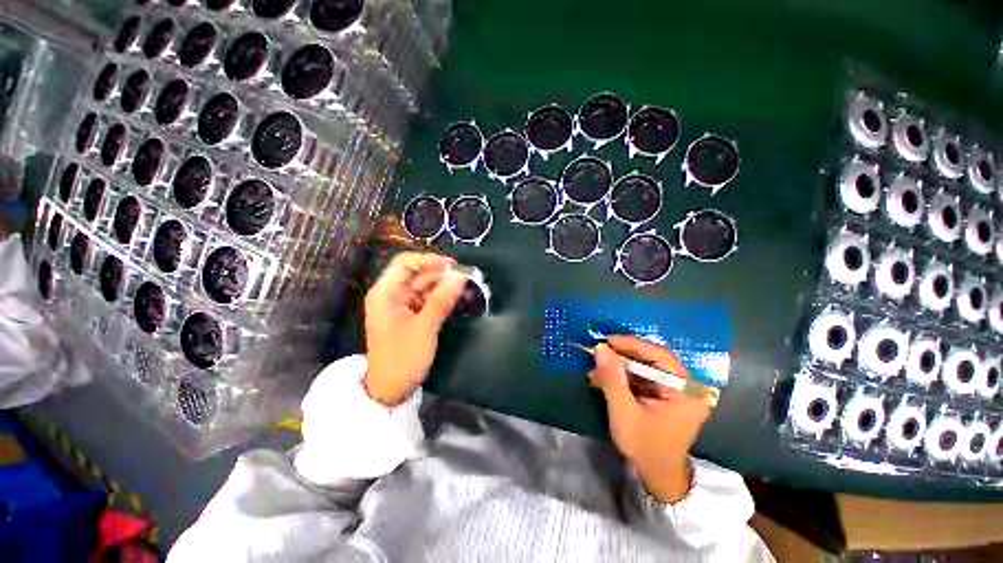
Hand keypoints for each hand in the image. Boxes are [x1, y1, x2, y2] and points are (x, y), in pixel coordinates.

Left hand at [364, 252, 466, 405]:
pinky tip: (455, 300)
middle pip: (417, 274)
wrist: (390, 390)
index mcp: (386, 292)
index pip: (406, 263)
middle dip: (440, 275)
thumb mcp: (425, 327)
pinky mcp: (409, 316)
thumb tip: (461, 276)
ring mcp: (400, 305)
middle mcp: (391, 294)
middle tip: (465, 279)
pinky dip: (440, 298)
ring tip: (465, 289)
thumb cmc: (403, 357)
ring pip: (424, 287)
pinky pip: (426, 300)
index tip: (453, 266)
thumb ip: (443, 299)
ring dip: (443, 287)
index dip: (429, 260)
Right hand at [589, 336, 712, 503]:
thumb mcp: (625, 413)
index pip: (660, 356)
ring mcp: (676, 390)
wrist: (657, 476)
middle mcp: (685, 386)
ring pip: (645, 366)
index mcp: (686, 391)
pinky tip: (604, 378)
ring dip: (620, 366)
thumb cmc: (645, 447)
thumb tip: (600, 348)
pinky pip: (643, 377)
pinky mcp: (665, 394)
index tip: (607, 340)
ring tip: (597, 368)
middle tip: (599, 352)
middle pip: (652, 359)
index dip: (632, 344)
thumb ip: (612, 379)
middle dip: (623, 355)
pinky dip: (623, 376)